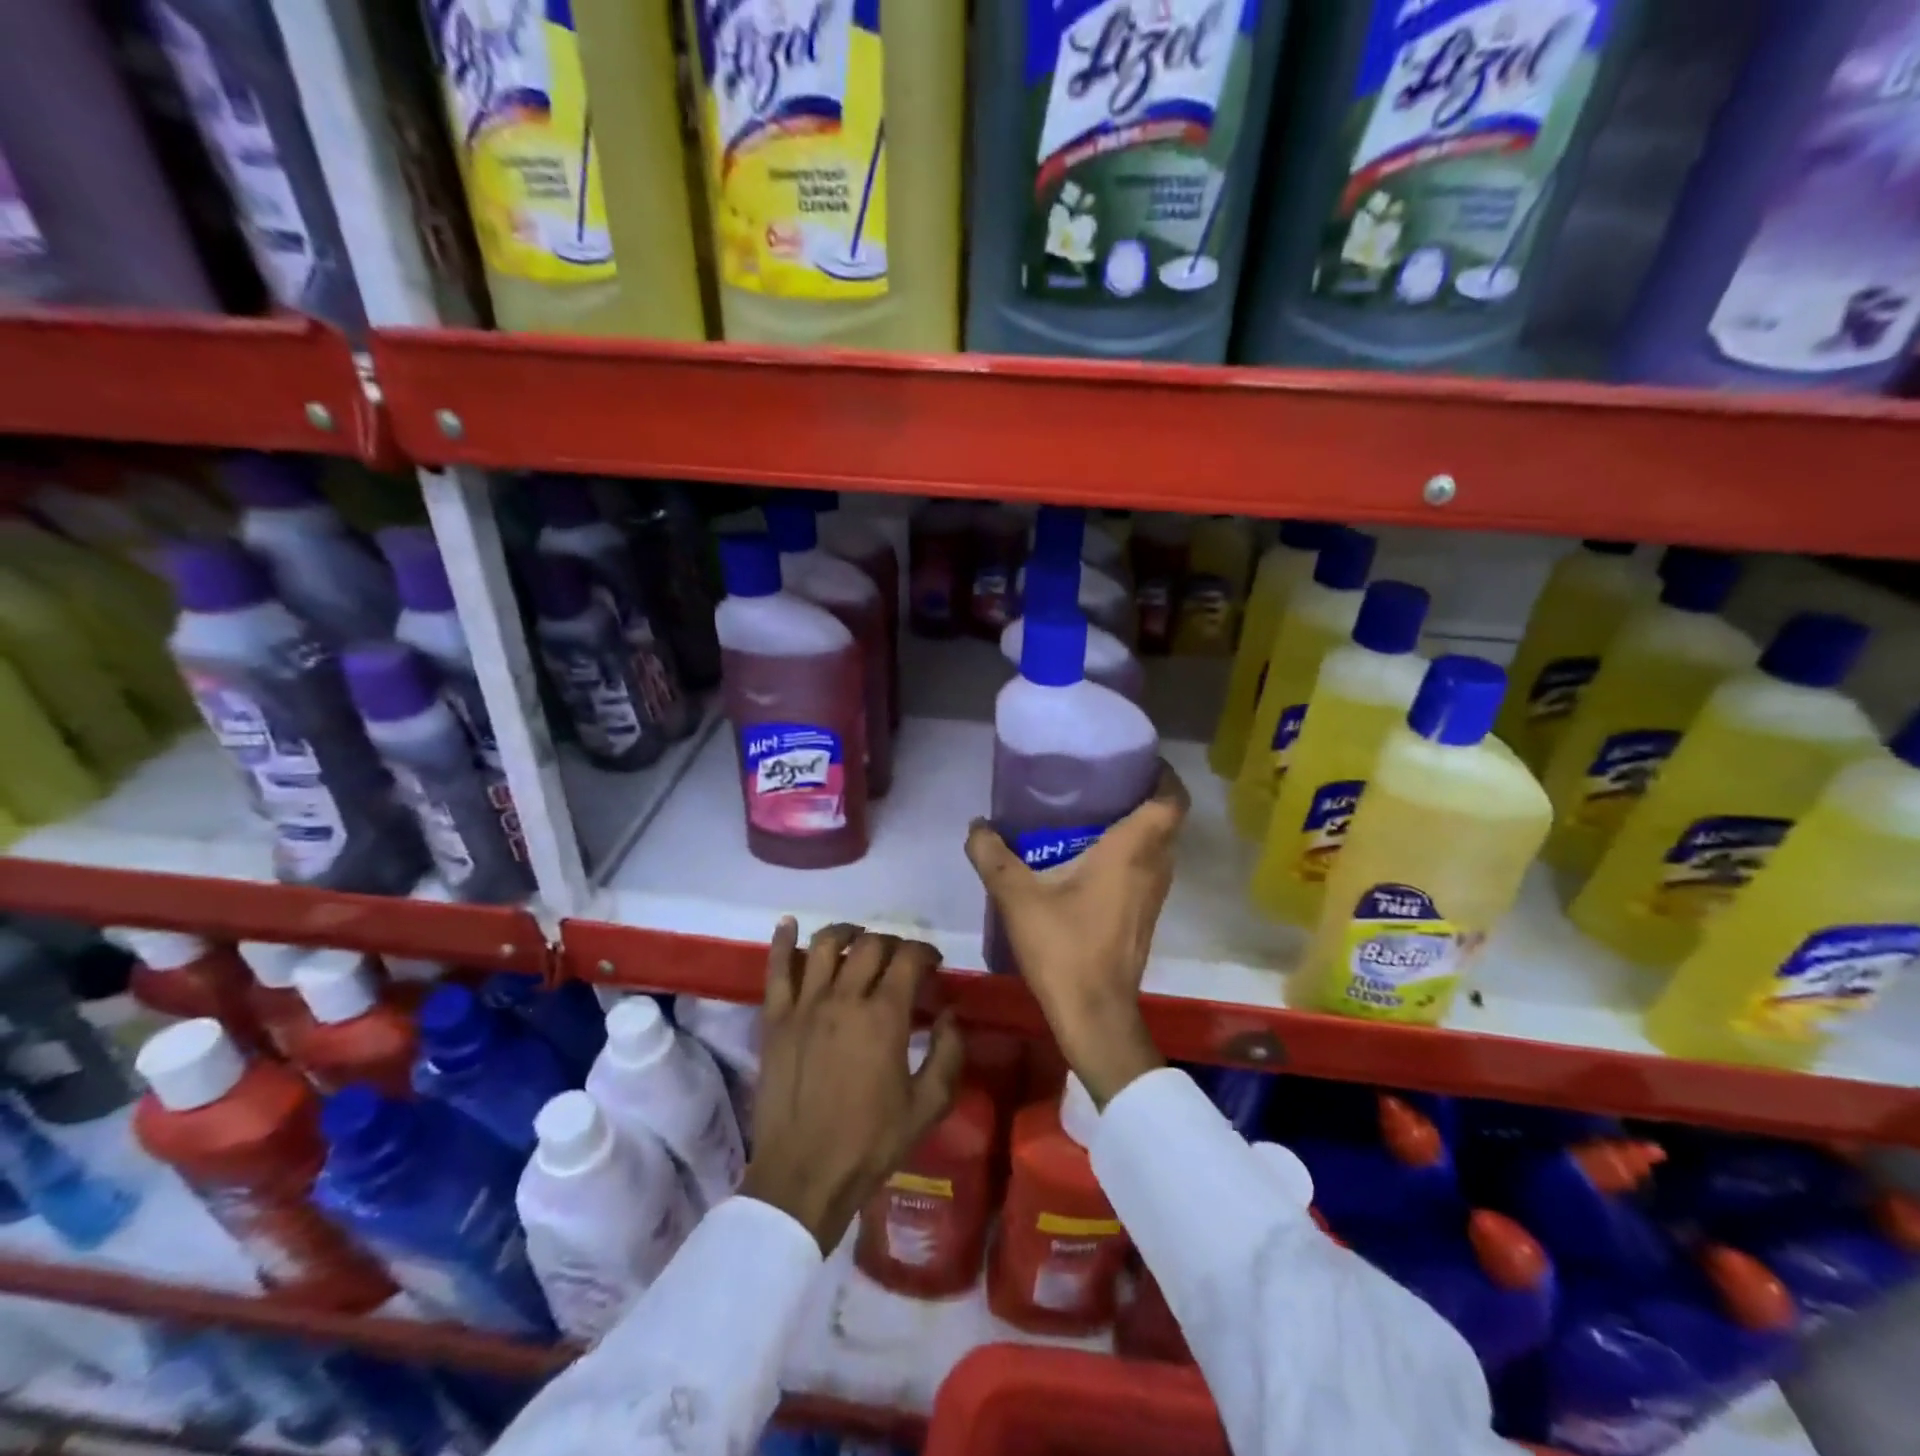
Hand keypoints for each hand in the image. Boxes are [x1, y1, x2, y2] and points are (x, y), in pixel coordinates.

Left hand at [741, 919, 964, 1252]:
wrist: (804, 1178)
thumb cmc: (871, 1144)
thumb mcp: (928, 1105)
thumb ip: (948, 1053)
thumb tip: (950, 1014)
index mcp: (884, 1016)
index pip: (908, 958)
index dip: (925, 952)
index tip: (933, 963)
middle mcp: (845, 998)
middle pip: (870, 945)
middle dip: (892, 943)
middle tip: (900, 959)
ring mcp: (805, 1005)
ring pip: (826, 945)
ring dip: (847, 933)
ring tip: (858, 938)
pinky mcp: (775, 1019)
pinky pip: (777, 969)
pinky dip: (783, 941)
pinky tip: (789, 924)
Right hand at [965, 763, 1188, 1106]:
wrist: (1095, 1015)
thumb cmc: (1064, 948)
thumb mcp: (1018, 898)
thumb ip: (993, 856)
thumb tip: (977, 825)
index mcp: (1133, 851)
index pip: (1170, 801)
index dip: (1163, 775)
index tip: (1136, 760)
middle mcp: (1154, 867)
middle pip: (1166, 820)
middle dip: (1143, 795)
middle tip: (1103, 781)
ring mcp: (1154, 895)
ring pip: (1158, 846)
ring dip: (1138, 826)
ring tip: (1094, 812)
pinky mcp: (1145, 916)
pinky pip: (1148, 868)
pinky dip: (1131, 853)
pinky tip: (1091, 858)